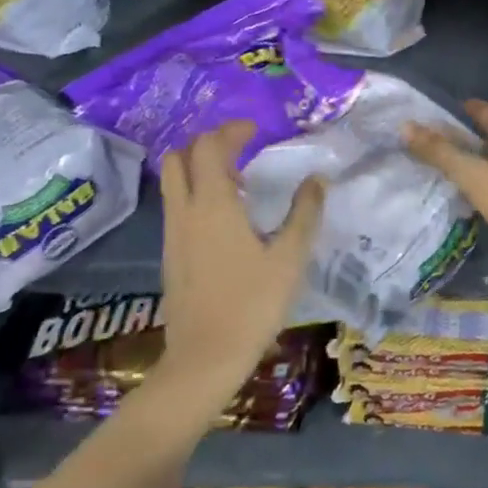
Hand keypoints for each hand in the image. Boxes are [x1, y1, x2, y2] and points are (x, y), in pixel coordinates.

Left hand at [158, 121, 324, 391]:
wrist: (205, 357)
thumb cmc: (252, 303)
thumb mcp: (290, 257)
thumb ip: (304, 213)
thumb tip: (317, 179)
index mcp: (213, 204)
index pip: (210, 147)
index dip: (231, 131)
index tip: (256, 130)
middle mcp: (185, 210)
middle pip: (179, 157)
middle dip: (207, 143)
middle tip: (241, 149)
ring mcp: (172, 233)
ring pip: (173, 181)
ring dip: (198, 168)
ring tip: (236, 181)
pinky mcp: (170, 253)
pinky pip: (176, 205)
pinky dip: (195, 193)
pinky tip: (225, 217)